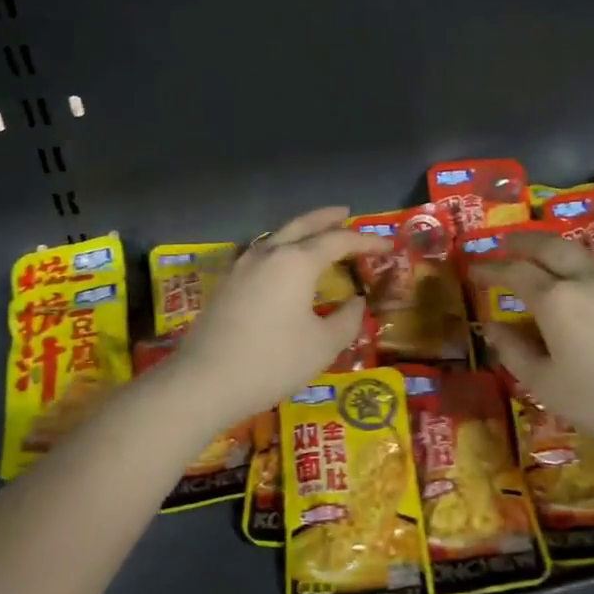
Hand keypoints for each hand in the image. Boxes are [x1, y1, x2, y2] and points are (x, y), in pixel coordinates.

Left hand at [174, 207, 385, 425]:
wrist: (205, 380)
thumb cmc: (273, 361)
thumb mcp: (323, 345)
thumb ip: (347, 320)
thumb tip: (356, 302)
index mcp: (296, 261)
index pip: (338, 241)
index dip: (366, 242)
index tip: (387, 246)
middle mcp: (268, 253)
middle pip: (302, 225)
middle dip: (326, 218)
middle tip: (345, 213)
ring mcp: (242, 266)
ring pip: (276, 236)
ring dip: (299, 231)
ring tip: (314, 235)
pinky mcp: (226, 283)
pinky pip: (258, 253)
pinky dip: (277, 248)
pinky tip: (277, 262)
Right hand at [477, 231, 593, 457]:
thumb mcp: (545, 384)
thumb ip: (514, 351)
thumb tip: (491, 326)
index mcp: (554, 300)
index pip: (513, 273)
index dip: (490, 269)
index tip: (473, 270)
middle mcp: (584, 280)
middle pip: (548, 247)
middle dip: (522, 242)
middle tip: (504, 244)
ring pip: (581, 251)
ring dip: (556, 246)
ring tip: (543, 250)